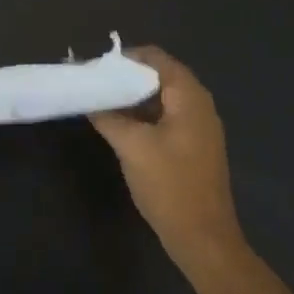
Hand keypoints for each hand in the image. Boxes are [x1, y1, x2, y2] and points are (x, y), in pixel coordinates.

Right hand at [88, 47, 245, 264]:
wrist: (202, 235)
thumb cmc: (169, 185)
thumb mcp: (132, 147)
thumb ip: (110, 118)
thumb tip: (91, 100)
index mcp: (190, 96)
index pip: (156, 58)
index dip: (125, 58)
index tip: (95, 68)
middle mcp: (200, 104)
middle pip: (160, 76)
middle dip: (127, 78)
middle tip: (95, 85)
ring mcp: (200, 127)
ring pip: (163, 100)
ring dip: (134, 99)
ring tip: (102, 104)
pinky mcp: (195, 147)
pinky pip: (168, 119)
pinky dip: (145, 117)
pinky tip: (122, 128)